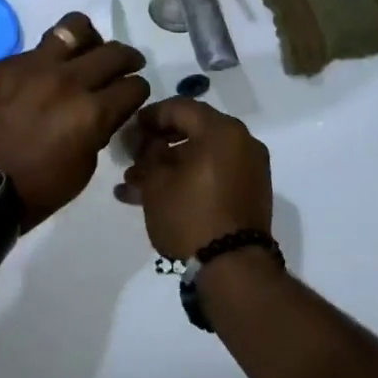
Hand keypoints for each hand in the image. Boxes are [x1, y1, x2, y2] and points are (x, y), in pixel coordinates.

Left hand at [0, 12, 148, 230]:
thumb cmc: (33, 190)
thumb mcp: (82, 170)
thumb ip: (97, 132)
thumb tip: (102, 113)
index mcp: (92, 112)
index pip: (133, 86)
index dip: (138, 91)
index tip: (132, 95)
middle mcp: (68, 80)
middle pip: (113, 52)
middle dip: (127, 59)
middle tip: (126, 66)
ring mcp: (34, 66)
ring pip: (74, 28)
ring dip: (89, 40)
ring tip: (86, 50)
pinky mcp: (5, 64)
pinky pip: (36, 49)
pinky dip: (48, 60)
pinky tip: (40, 77)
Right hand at [114, 97, 272, 261]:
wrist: (233, 269)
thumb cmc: (190, 216)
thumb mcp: (157, 182)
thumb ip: (148, 154)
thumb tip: (146, 144)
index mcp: (223, 130)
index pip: (181, 107)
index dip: (150, 116)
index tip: (128, 130)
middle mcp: (242, 142)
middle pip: (193, 131)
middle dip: (157, 144)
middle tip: (131, 158)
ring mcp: (249, 169)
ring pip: (201, 156)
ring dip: (169, 166)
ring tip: (135, 186)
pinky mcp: (249, 194)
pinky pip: (214, 174)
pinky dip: (188, 179)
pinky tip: (157, 197)